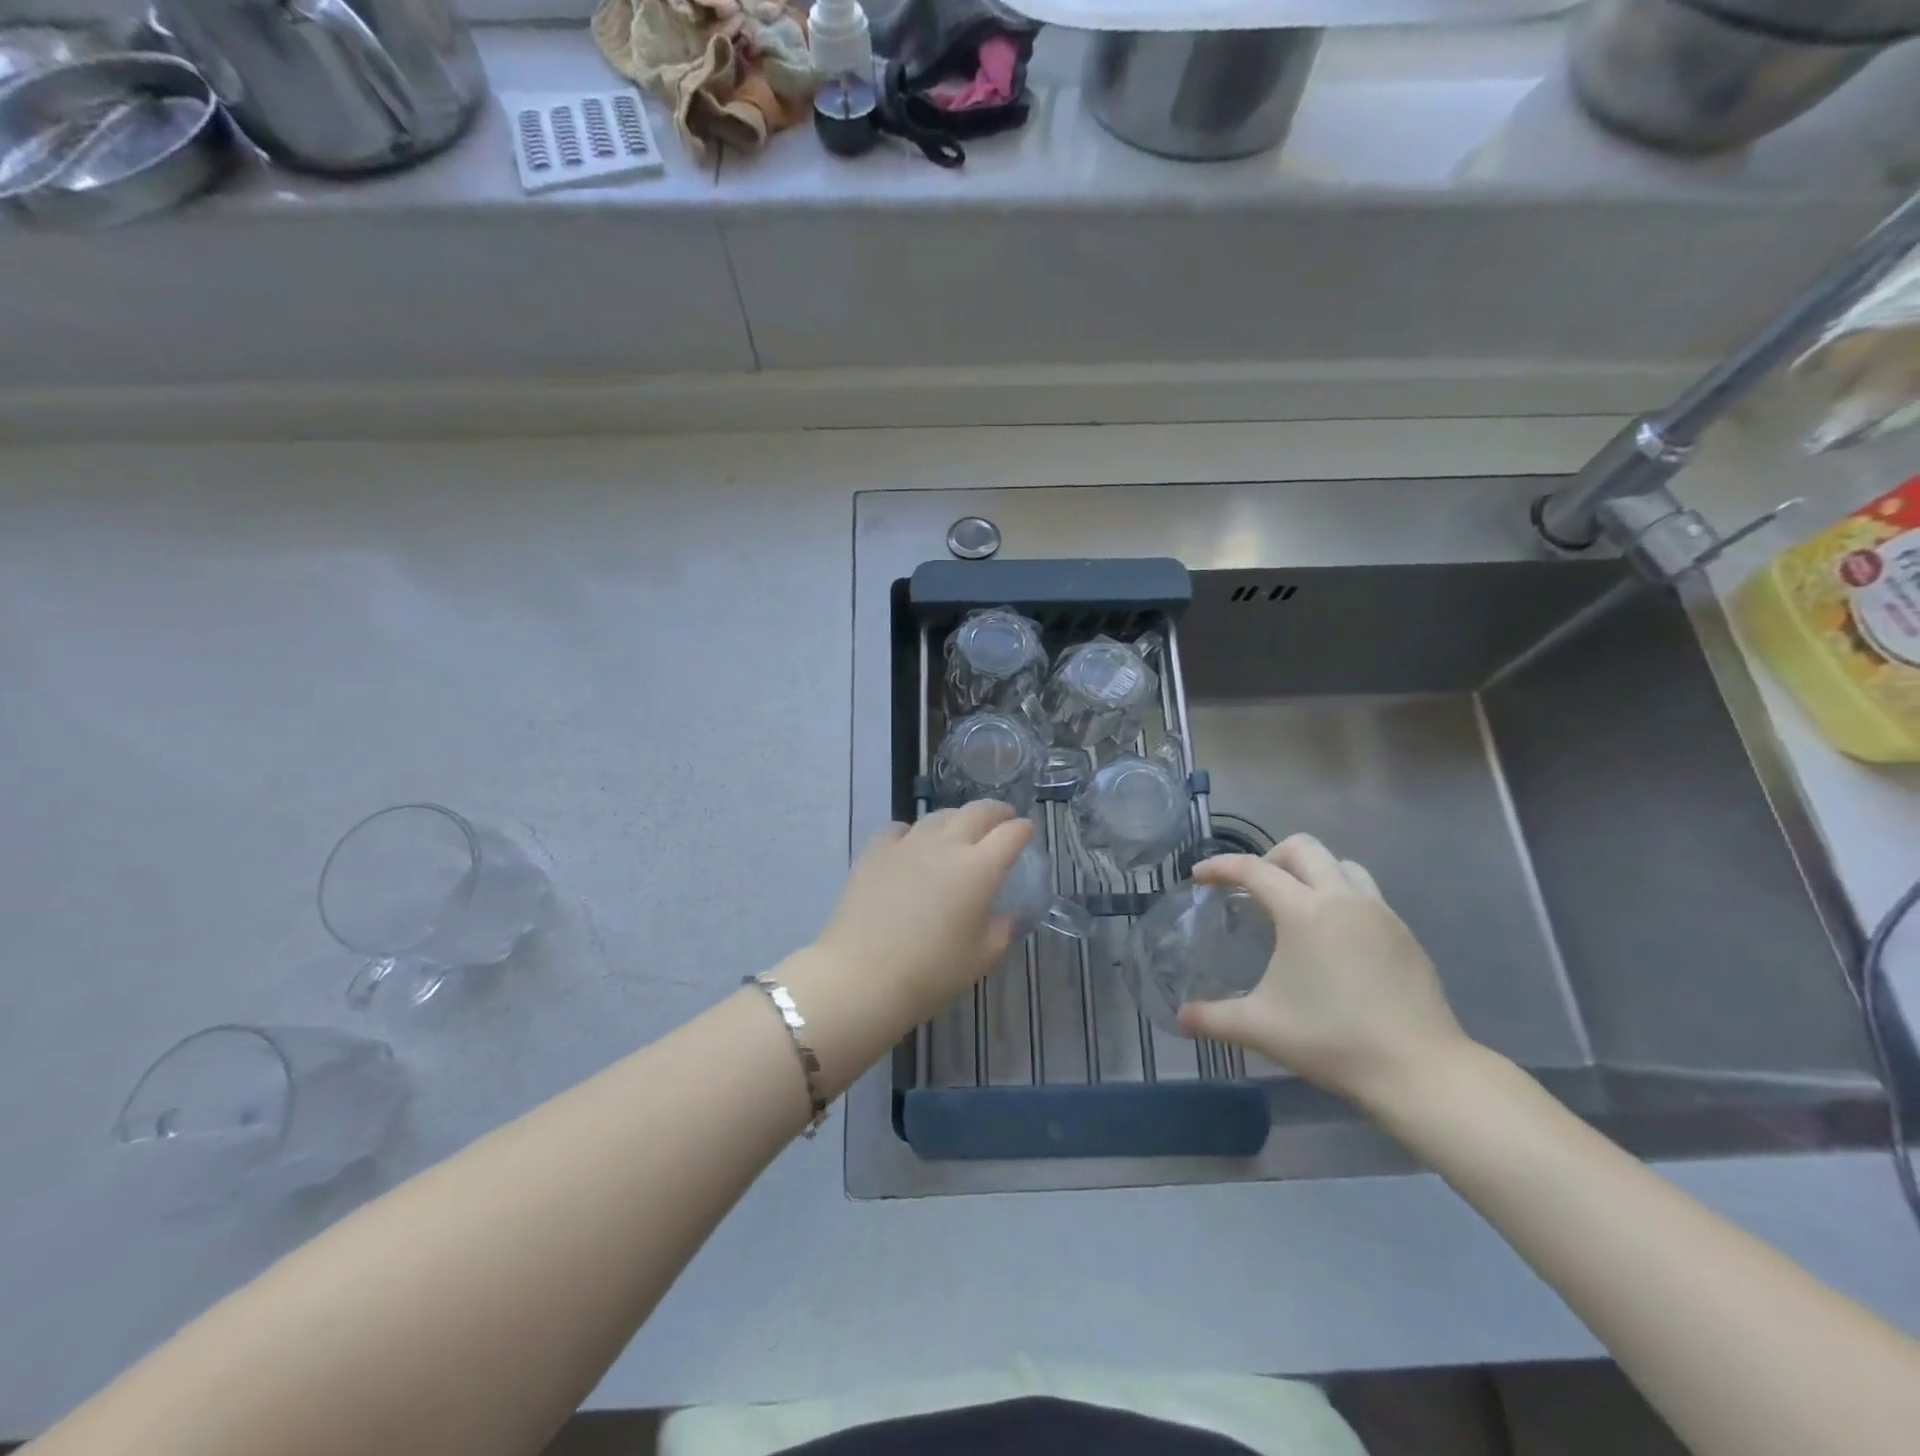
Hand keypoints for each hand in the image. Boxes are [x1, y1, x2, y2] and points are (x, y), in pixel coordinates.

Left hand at [812, 801, 1031, 1028]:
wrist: (862, 977)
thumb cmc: (932, 973)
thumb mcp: (982, 957)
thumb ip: (1004, 929)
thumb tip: (1013, 914)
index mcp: (980, 868)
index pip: (1011, 833)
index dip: (1023, 830)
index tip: (1026, 833)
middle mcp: (946, 845)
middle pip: (978, 812)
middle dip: (997, 812)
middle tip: (1002, 820)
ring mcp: (908, 844)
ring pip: (939, 816)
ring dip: (958, 819)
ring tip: (960, 832)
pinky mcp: (875, 851)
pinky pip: (900, 828)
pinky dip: (913, 832)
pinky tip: (912, 846)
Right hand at [1178, 834, 1472, 1109]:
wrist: (1420, 1069)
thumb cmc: (1332, 1039)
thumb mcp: (1261, 1028)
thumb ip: (1213, 1018)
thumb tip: (1181, 1018)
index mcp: (1304, 911)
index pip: (1253, 869)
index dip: (1220, 867)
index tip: (1199, 876)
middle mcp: (1343, 898)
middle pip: (1303, 847)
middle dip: (1270, 857)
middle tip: (1253, 888)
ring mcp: (1380, 913)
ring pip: (1341, 864)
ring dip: (1312, 871)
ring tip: (1296, 904)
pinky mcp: (1404, 934)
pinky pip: (1366, 894)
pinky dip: (1340, 897)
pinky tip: (1333, 938)